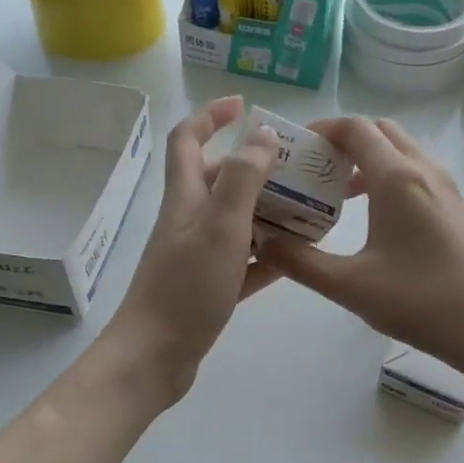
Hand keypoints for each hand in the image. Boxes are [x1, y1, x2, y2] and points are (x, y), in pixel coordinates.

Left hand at [105, 96, 277, 403]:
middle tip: (297, 168)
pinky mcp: (208, 289)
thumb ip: (243, 179)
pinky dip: (267, 255)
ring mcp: (197, 257)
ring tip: (309, 210)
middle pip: (218, 181)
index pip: (188, 140)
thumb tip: (262, 135)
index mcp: (185, 199)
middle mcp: (188, 222)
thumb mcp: (220, 227)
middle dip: (254, 167)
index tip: (243, 105)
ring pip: (235, 222)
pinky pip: (243, 263)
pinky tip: (297, 257)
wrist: (155, 356)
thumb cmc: (186, 288)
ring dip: (267, 212)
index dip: (211, 116)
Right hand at [257, 116, 463, 378]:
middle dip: (346, 141)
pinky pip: (420, 177)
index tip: (296, 148)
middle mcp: (426, 172)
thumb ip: (300, 262)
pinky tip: (379, 222)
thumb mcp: (349, 286)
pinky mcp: (461, 211)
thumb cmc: (419, 302)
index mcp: (397, 178)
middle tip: (316, 170)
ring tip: (341, 196)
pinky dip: (393, 180)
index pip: (355, 128)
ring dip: (371, 161)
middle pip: (382, 132)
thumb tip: (264, 242)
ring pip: (405, 154)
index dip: (322, 129)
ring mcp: (449, 190)